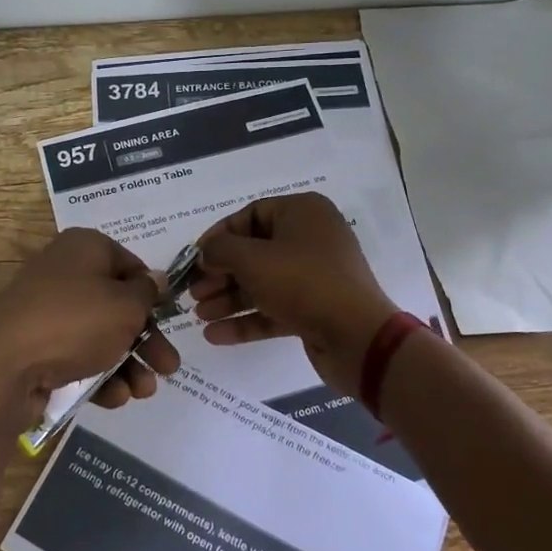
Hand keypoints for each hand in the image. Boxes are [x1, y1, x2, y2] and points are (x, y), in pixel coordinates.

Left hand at [0, 229, 180, 450]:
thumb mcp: (126, 305)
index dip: (152, 293)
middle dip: (147, 339)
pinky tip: (115, 398)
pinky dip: (99, 375)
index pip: (130, 264)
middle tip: (169, 367)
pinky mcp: (36, 347)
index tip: (170, 319)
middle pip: (117, 305)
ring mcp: (47, 311)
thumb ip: (147, 293)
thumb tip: (155, 279)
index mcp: (84, 248)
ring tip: (145, 391)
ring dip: (128, 364)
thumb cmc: (75, 321)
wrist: (3, 365)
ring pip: (100, 335)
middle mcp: (64, 273)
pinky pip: (76, 357)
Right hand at [191, 193, 398, 393]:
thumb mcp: (252, 260)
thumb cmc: (302, 282)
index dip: (218, 236)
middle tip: (193, 292)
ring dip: (229, 298)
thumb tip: (206, 252)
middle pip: (254, 252)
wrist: (357, 338)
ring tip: (199, 315)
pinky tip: (216, 335)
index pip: (250, 215)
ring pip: (262, 282)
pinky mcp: (315, 309)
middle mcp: (311, 238)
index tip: (194, 259)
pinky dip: (247, 319)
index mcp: (303, 213)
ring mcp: (315, 275)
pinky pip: (274, 308)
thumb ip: (220, 250)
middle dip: (220, 273)